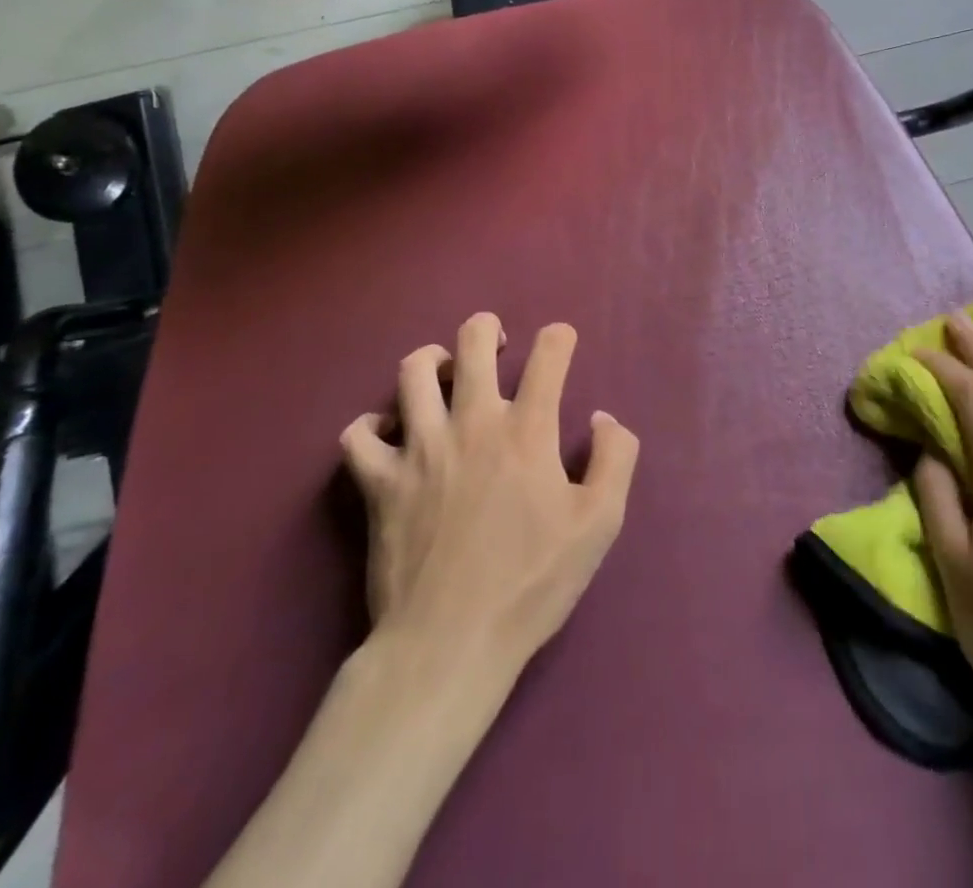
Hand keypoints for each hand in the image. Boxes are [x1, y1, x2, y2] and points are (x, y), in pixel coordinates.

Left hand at [339, 313, 638, 679]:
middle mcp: (472, 423)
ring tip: (445, 375)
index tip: (562, 344)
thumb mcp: (600, 524)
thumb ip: (615, 458)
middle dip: (487, 328)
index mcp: (527, 430)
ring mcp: (419, 449)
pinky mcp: (378, 483)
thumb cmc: (532, 584)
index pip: (549, 354)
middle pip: (472, 342)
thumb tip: (601, 418)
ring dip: (432, 362)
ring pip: (412, 372)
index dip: (560, 338)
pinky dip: (370, 426)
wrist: (449, 645)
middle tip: (497, 343)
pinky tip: (388, 435)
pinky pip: (357, 435)